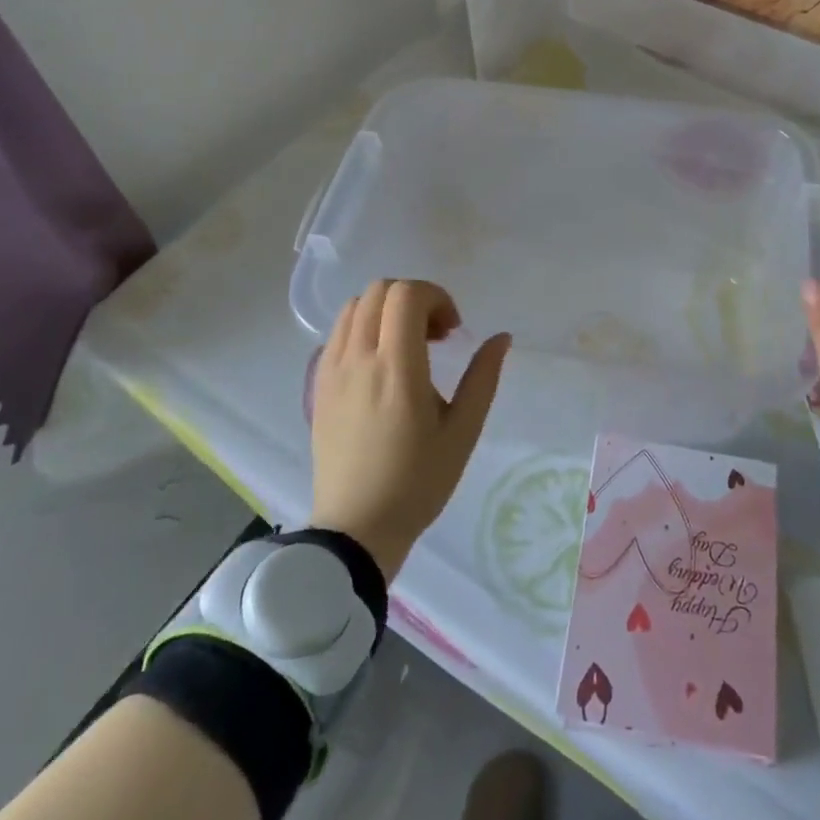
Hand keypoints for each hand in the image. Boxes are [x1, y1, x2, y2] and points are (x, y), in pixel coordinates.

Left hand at [308, 280, 510, 581]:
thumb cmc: (417, 482)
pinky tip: (381, 362)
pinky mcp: (318, 385)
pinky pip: (338, 332)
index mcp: (397, 369)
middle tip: (436, 334)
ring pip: (355, 306)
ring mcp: (332, 370)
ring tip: (408, 344)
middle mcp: (358, 359)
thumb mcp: (462, 432)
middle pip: (380, 290)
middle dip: (414, 298)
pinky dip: (364, 326)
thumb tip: (501, 337)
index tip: (452, 331)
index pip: (406, 296)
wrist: (357, 529)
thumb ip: (483, 377)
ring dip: (386, 309)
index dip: (436, 297)